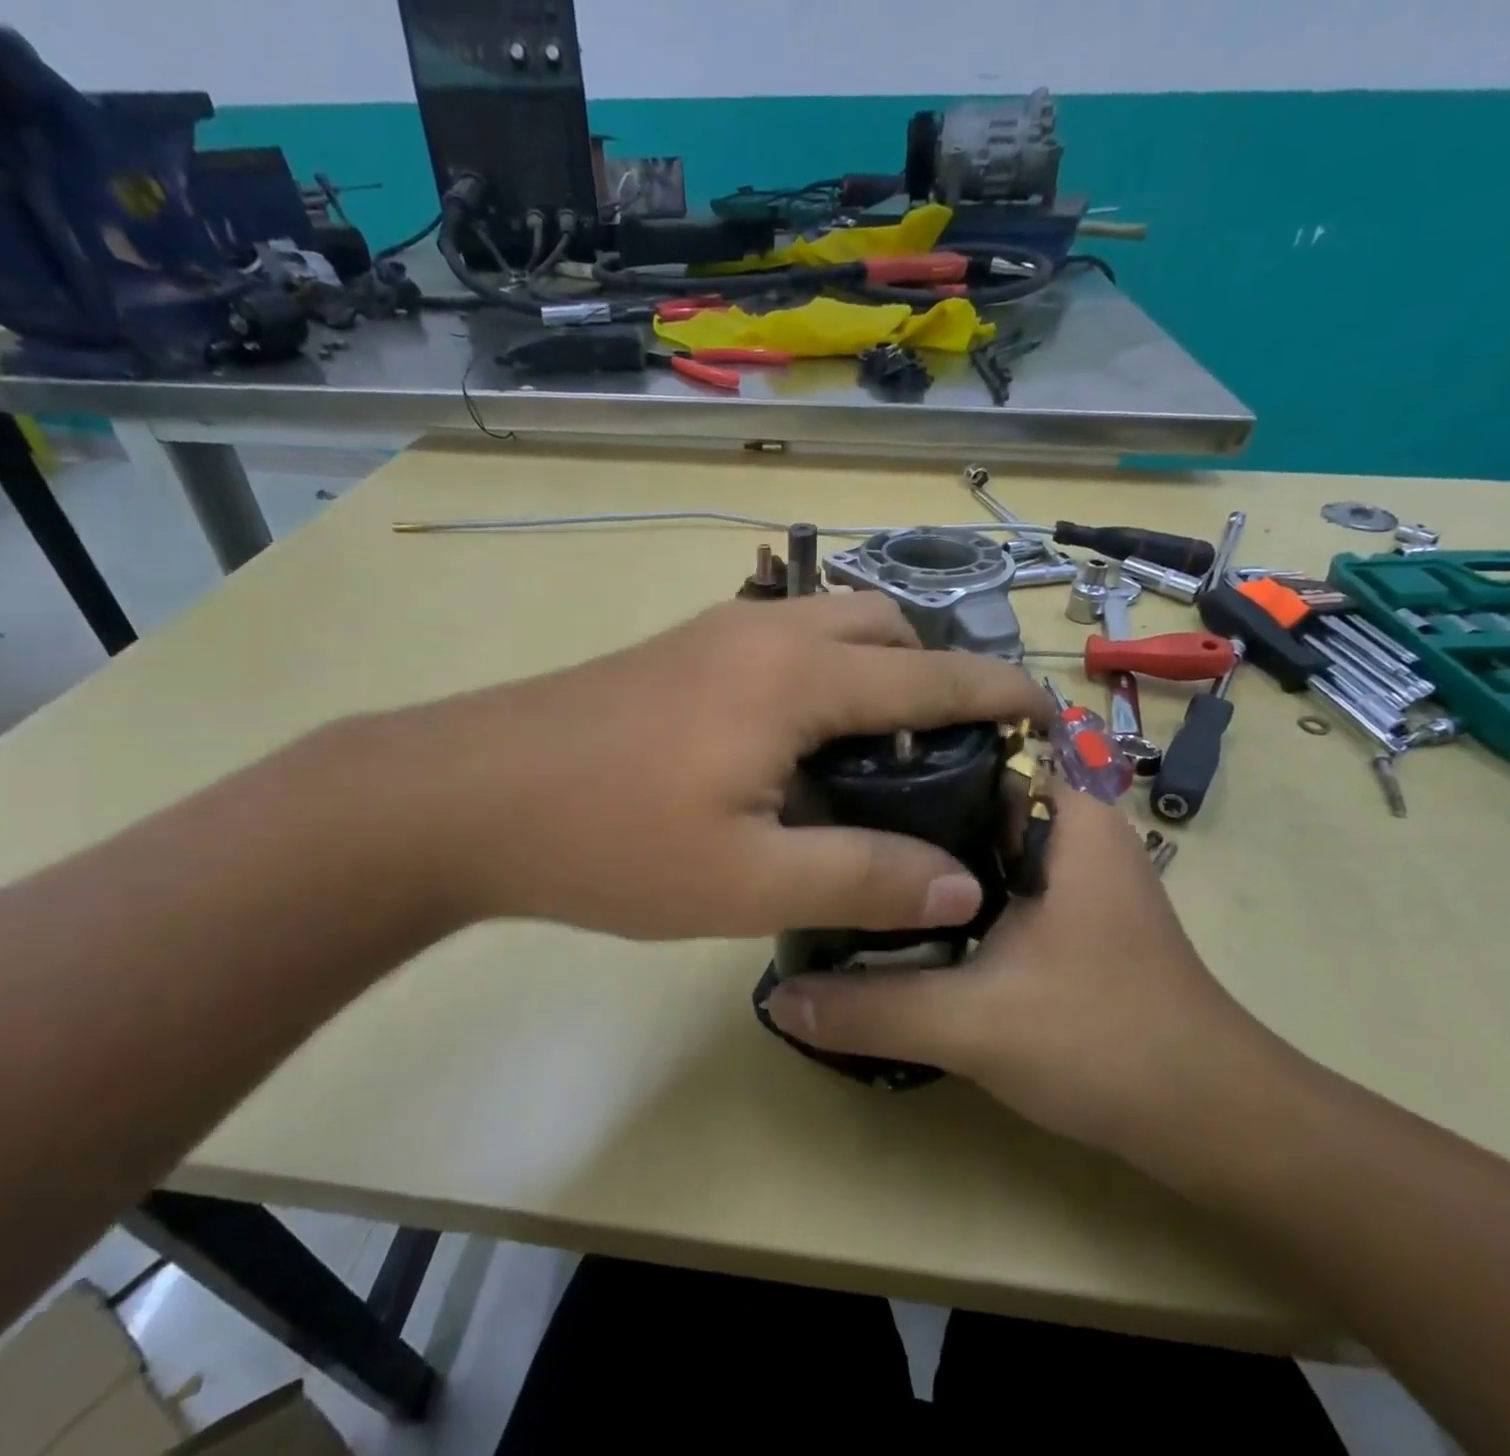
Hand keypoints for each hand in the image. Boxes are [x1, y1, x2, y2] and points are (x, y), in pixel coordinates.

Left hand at [393, 594, 1049, 939]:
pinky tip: (797, 739)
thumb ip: (861, 877)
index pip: (932, 674)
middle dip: (931, 671)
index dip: (999, 693)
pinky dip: (819, 672)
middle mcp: (764, 632)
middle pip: (881, 625)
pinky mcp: (676, 652)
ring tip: (877, 747)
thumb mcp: (746, 882)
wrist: (463, 795)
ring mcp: (714, 634)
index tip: (1046, 714)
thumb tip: (959, 882)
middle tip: (943, 749)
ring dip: (871, 667)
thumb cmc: (609, 840)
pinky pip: (779, 641)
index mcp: (797, 677)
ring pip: (826, 626)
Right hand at [764, 791, 1281, 1160]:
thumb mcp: (975, 1024)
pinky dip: (937, 883)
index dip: (902, 742)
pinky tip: (886, 904)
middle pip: (964, 787)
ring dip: (914, 846)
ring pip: (972, 835)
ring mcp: (1065, 871)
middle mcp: (1068, 826)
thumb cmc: (1108, 1044)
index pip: (973, 739)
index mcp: (1067, 814)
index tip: (832, 755)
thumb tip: (777, 997)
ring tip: (836, 848)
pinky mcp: (1057, 911)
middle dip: (895, 797)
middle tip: (815, 807)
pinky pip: (983, 875)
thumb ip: (871, 1007)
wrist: (1211, 1124)